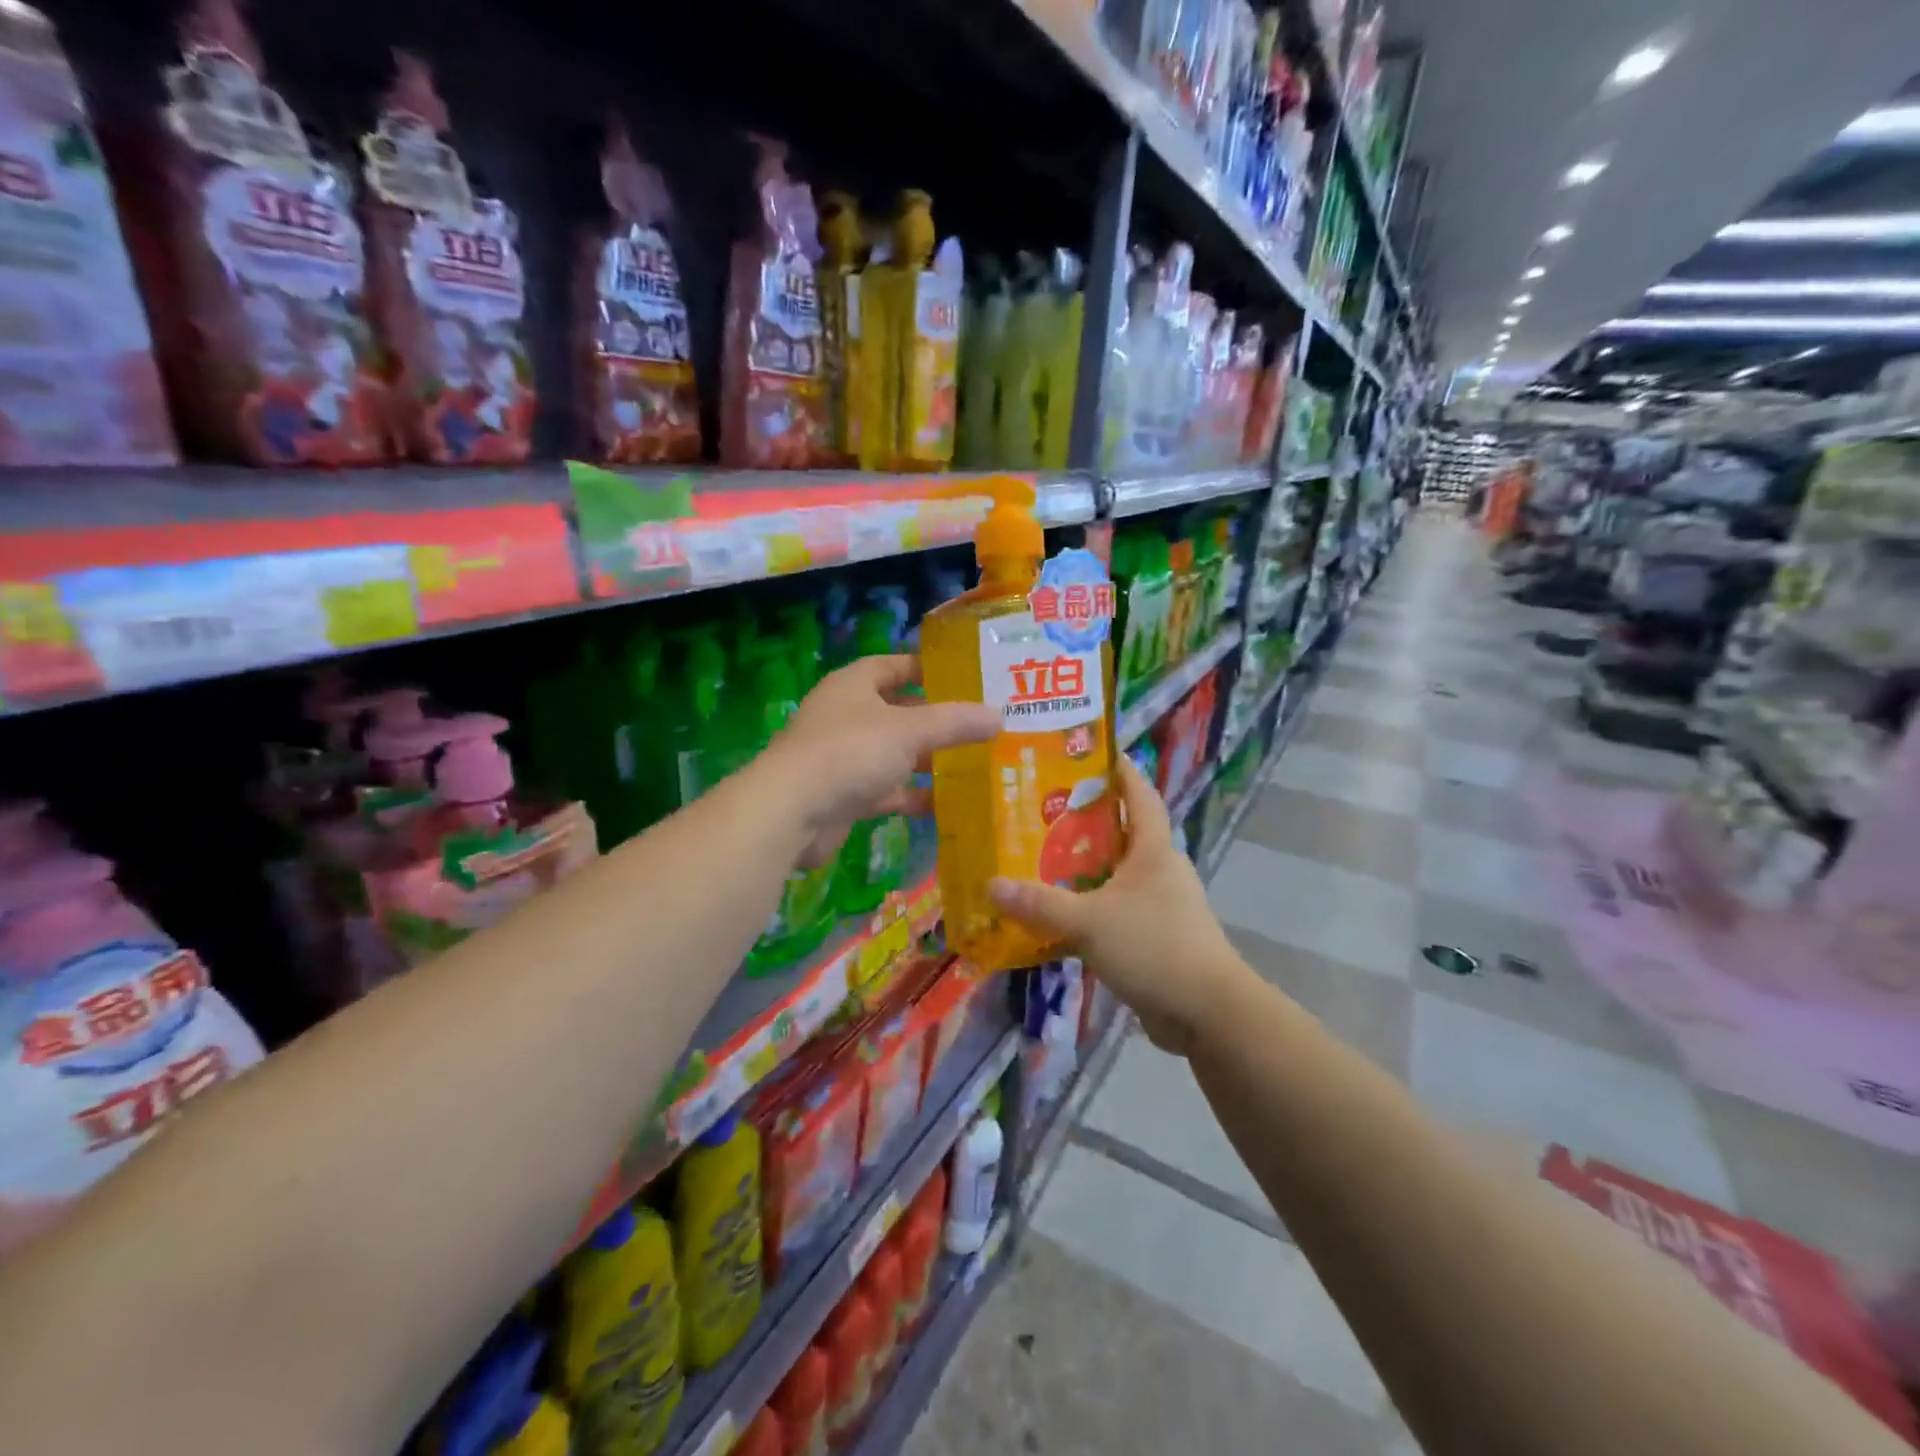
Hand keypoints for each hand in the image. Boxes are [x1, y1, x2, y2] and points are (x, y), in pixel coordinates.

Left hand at [765, 655, 999, 865]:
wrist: (792, 813)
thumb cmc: (850, 753)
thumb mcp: (910, 730)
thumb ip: (955, 723)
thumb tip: (998, 715)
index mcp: (854, 685)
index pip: (894, 666)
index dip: (927, 668)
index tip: (965, 678)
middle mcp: (846, 716)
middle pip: (898, 712)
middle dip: (935, 720)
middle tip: (979, 726)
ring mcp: (843, 757)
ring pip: (894, 754)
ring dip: (926, 760)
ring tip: (973, 764)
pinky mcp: (844, 795)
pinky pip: (886, 790)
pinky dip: (911, 795)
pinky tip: (945, 805)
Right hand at [989, 756, 1250, 1055]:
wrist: (1207, 1014)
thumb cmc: (1154, 947)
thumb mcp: (1090, 921)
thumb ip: (1039, 904)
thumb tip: (991, 885)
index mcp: (1153, 850)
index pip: (1139, 794)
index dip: (1119, 770)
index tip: (1088, 752)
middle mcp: (1158, 870)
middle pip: (1120, 833)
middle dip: (1083, 820)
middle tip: (1037, 809)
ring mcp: (1158, 906)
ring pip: (1113, 875)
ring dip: (1081, 868)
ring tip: (1036, 858)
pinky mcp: (1152, 938)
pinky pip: (1112, 911)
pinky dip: (1086, 909)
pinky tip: (1054, 916)